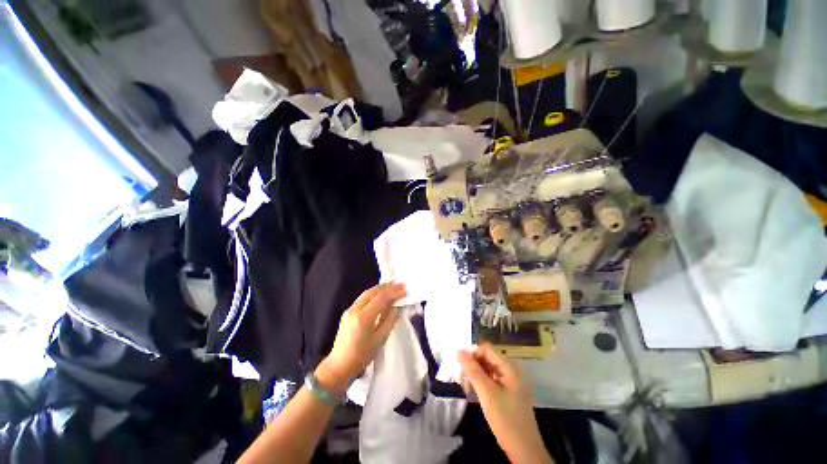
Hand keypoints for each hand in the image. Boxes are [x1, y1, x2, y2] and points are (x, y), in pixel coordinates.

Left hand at [316, 283, 405, 393]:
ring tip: (393, 286)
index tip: (404, 289)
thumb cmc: (362, 356)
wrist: (339, 365)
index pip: (381, 298)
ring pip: (367, 293)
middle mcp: (355, 309)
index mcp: (363, 318)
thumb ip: (390, 319)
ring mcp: (349, 309)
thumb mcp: (380, 339)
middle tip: (400, 284)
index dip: (394, 292)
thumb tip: (397, 305)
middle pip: (373, 291)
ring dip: (381, 288)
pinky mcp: (348, 312)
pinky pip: (363, 298)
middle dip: (387, 286)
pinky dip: (374, 293)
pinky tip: (381, 294)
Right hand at [458, 344, 552, 463]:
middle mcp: (511, 371)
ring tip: (467, 389)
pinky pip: (491, 381)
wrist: (524, 451)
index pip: (487, 349)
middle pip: (487, 359)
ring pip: (487, 370)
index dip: (473, 354)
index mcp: (509, 367)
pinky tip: (474, 394)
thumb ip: (472, 370)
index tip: (462, 368)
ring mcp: (510, 383)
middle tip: (463, 381)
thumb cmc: (506, 419)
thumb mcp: (487, 393)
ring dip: (476, 376)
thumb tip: (459, 351)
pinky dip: (481, 385)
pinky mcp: (508, 394)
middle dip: (473, 366)